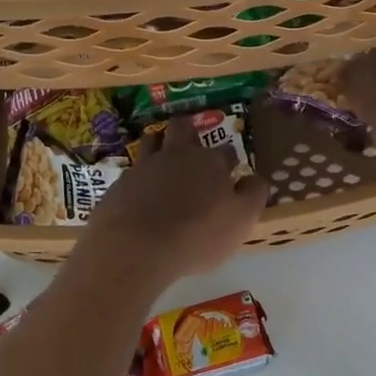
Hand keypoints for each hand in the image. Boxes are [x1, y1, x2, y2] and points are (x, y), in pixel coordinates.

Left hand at [78, 128, 265, 292]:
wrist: (135, 247)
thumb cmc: (197, 235)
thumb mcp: (241, 220)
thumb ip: (253, 195)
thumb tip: (256, 178)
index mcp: (211, 163)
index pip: (226, 152)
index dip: (230, 160)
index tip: (231, 171)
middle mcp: (178, 155)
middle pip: (184, 129)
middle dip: (190, 130)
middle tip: (191, 142)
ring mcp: (145, 166)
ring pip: (152, 140)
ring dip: (158, 142)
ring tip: (161, 153)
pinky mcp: (120, 183)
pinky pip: (132, 171)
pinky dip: (137, 175)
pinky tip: (138, 190)